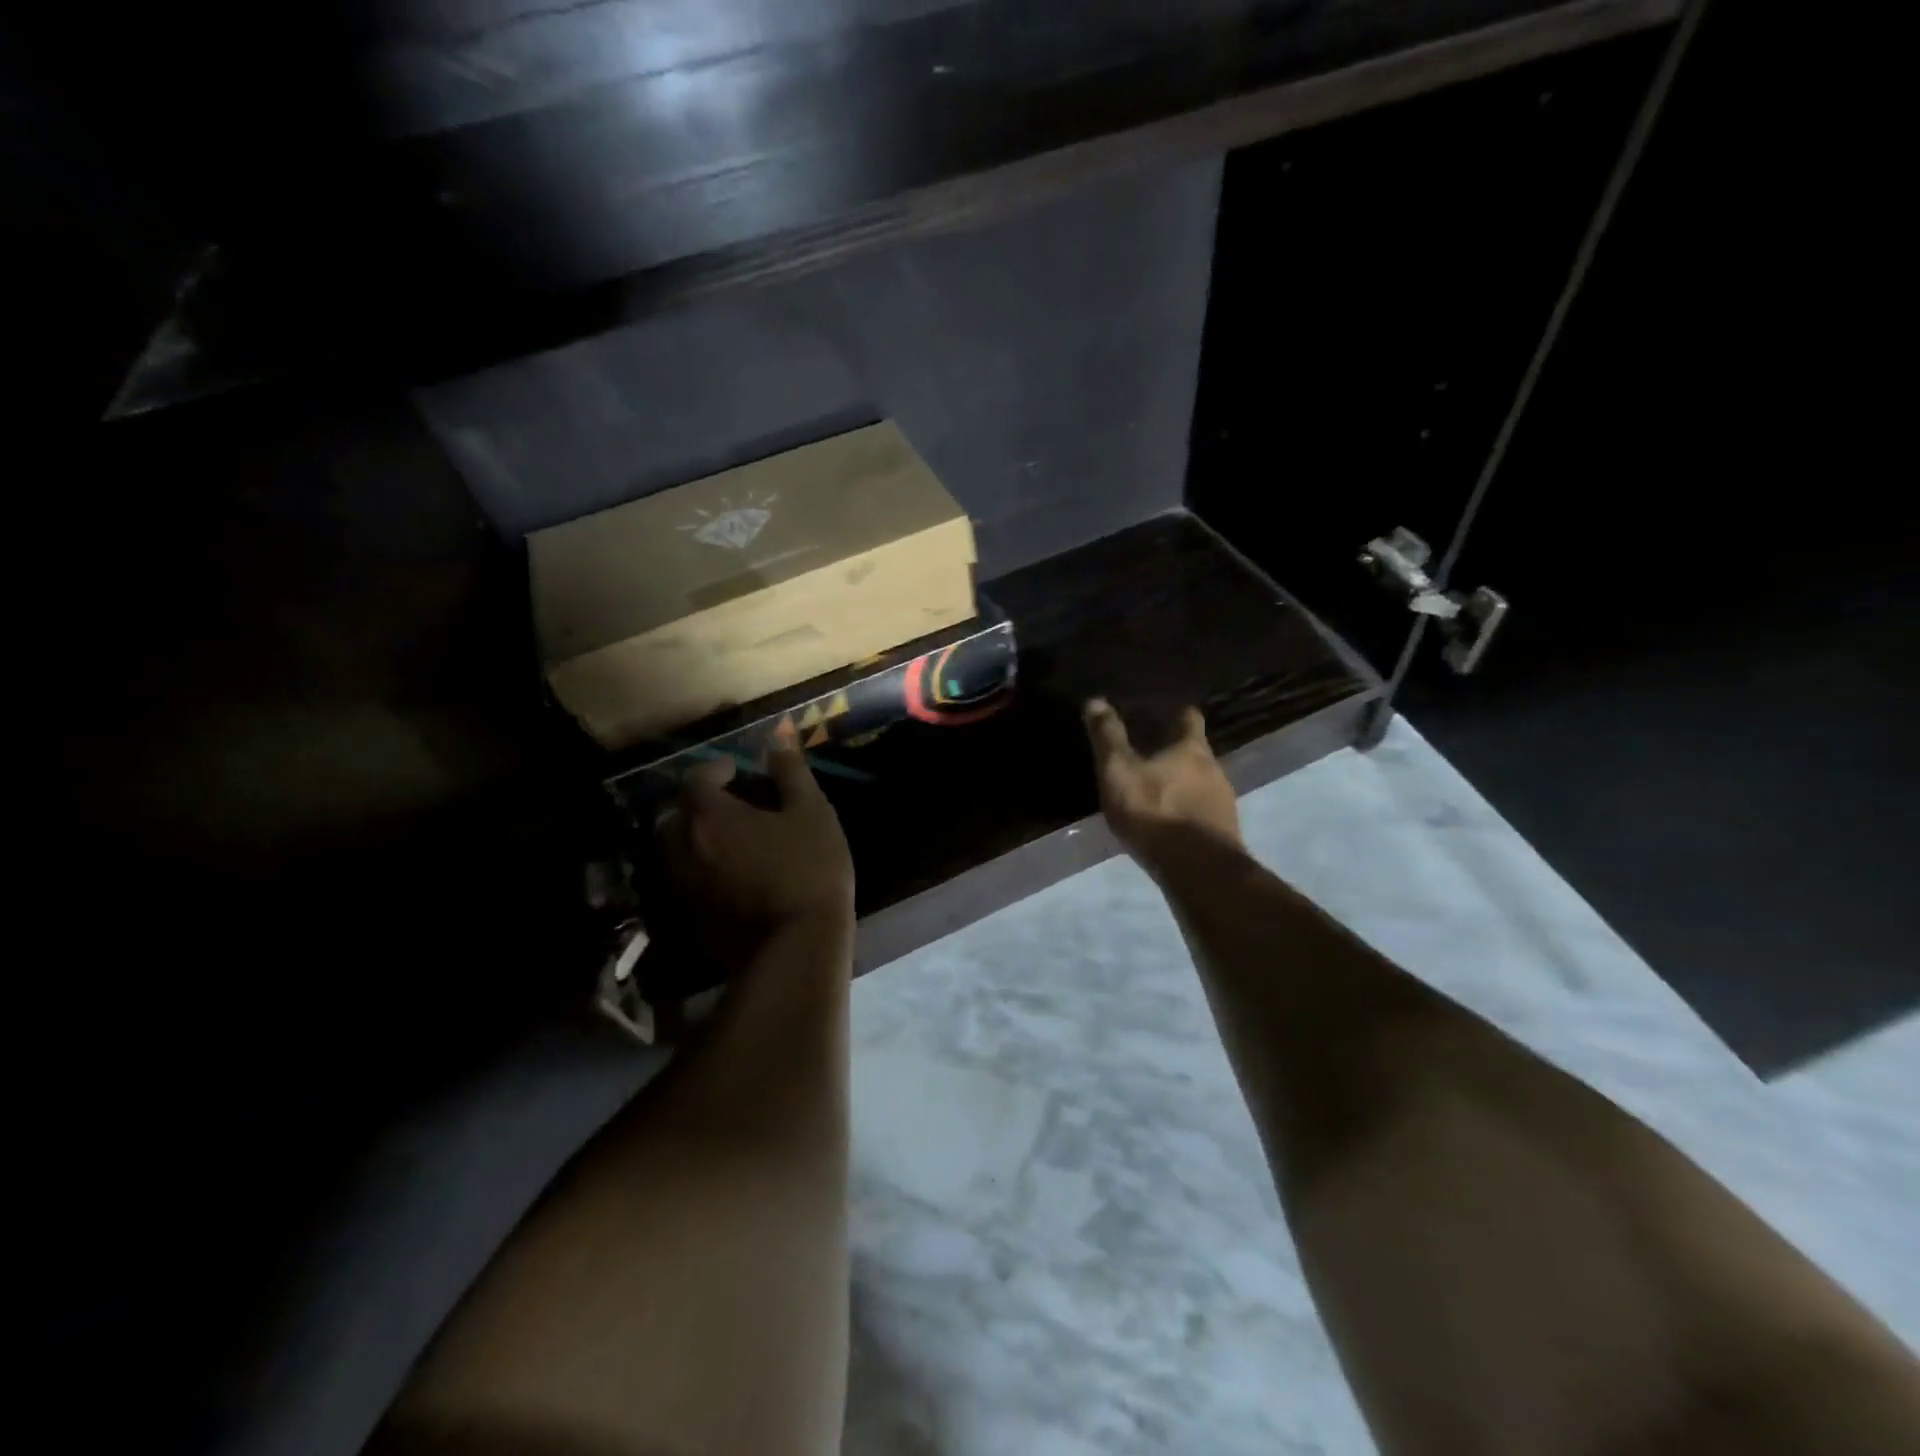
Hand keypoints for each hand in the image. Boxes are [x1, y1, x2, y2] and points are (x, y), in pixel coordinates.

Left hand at [667, 745, 854, 943]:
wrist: (796, 947)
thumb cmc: (809, 870)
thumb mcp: (812, 813)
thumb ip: (792, 774)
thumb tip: (777, 744)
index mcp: (709, 816)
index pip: (696, 778)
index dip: (716, 769)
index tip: (737, 769)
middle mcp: (683, 847)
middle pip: (678, 814)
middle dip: (700, 803)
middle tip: (733, 803)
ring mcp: (683, 885)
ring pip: (678, 849)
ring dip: (698, 836)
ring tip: (733, 838)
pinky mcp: (690, 916)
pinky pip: (687, 879)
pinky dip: (702, 867)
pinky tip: (734, 873)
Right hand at [1084, 698, 1241, 866]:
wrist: (1198, 869)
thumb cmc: (1155, 811)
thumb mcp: (1119, 771)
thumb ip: (1108, 737)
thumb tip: (1095, 700)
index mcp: (1192, 748)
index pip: (1189, 717)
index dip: (1176, 713)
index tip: (1161, 713)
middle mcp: (1215, 769)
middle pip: (1196, 752)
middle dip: (1176, 752)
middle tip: (1149, 754)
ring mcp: (1224, 802)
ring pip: (1201, 783)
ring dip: (1182, 784)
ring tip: (1157, 791)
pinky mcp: (1224, 832)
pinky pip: (1203, 812)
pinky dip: (1187, 811)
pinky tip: (1170, 823)